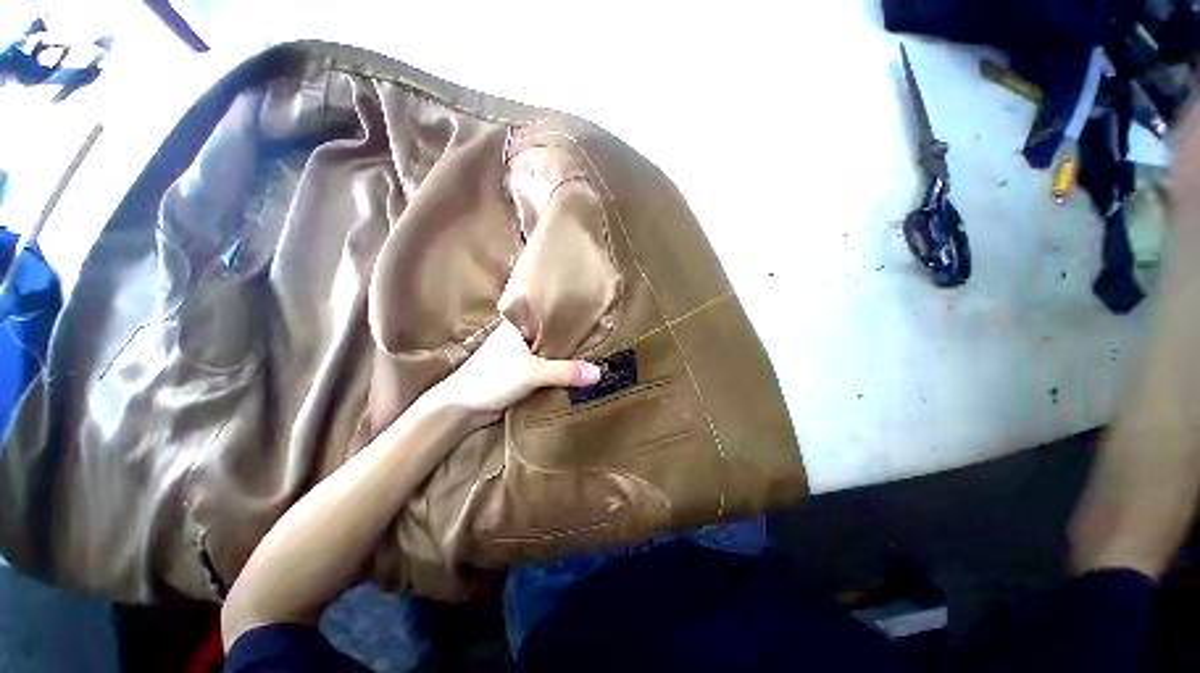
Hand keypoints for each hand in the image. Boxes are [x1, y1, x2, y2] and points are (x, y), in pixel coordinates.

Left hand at [433, 319, 600, 418]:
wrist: (464, 408)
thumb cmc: (493, 378)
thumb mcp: (532, 373)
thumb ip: (565, 372)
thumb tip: (600, 372)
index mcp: (519, 324)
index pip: (550, 312)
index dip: (571, 313)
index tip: (596, 314)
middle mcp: (522, 335)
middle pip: (554, 333)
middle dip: (574, 337)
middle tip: (603, 335)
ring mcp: (522, 354)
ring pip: (551, 351)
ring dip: (568, 356)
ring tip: (597, 351)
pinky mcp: (524, 372)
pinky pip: (548, 367)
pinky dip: (560, 369)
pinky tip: (578, 370)